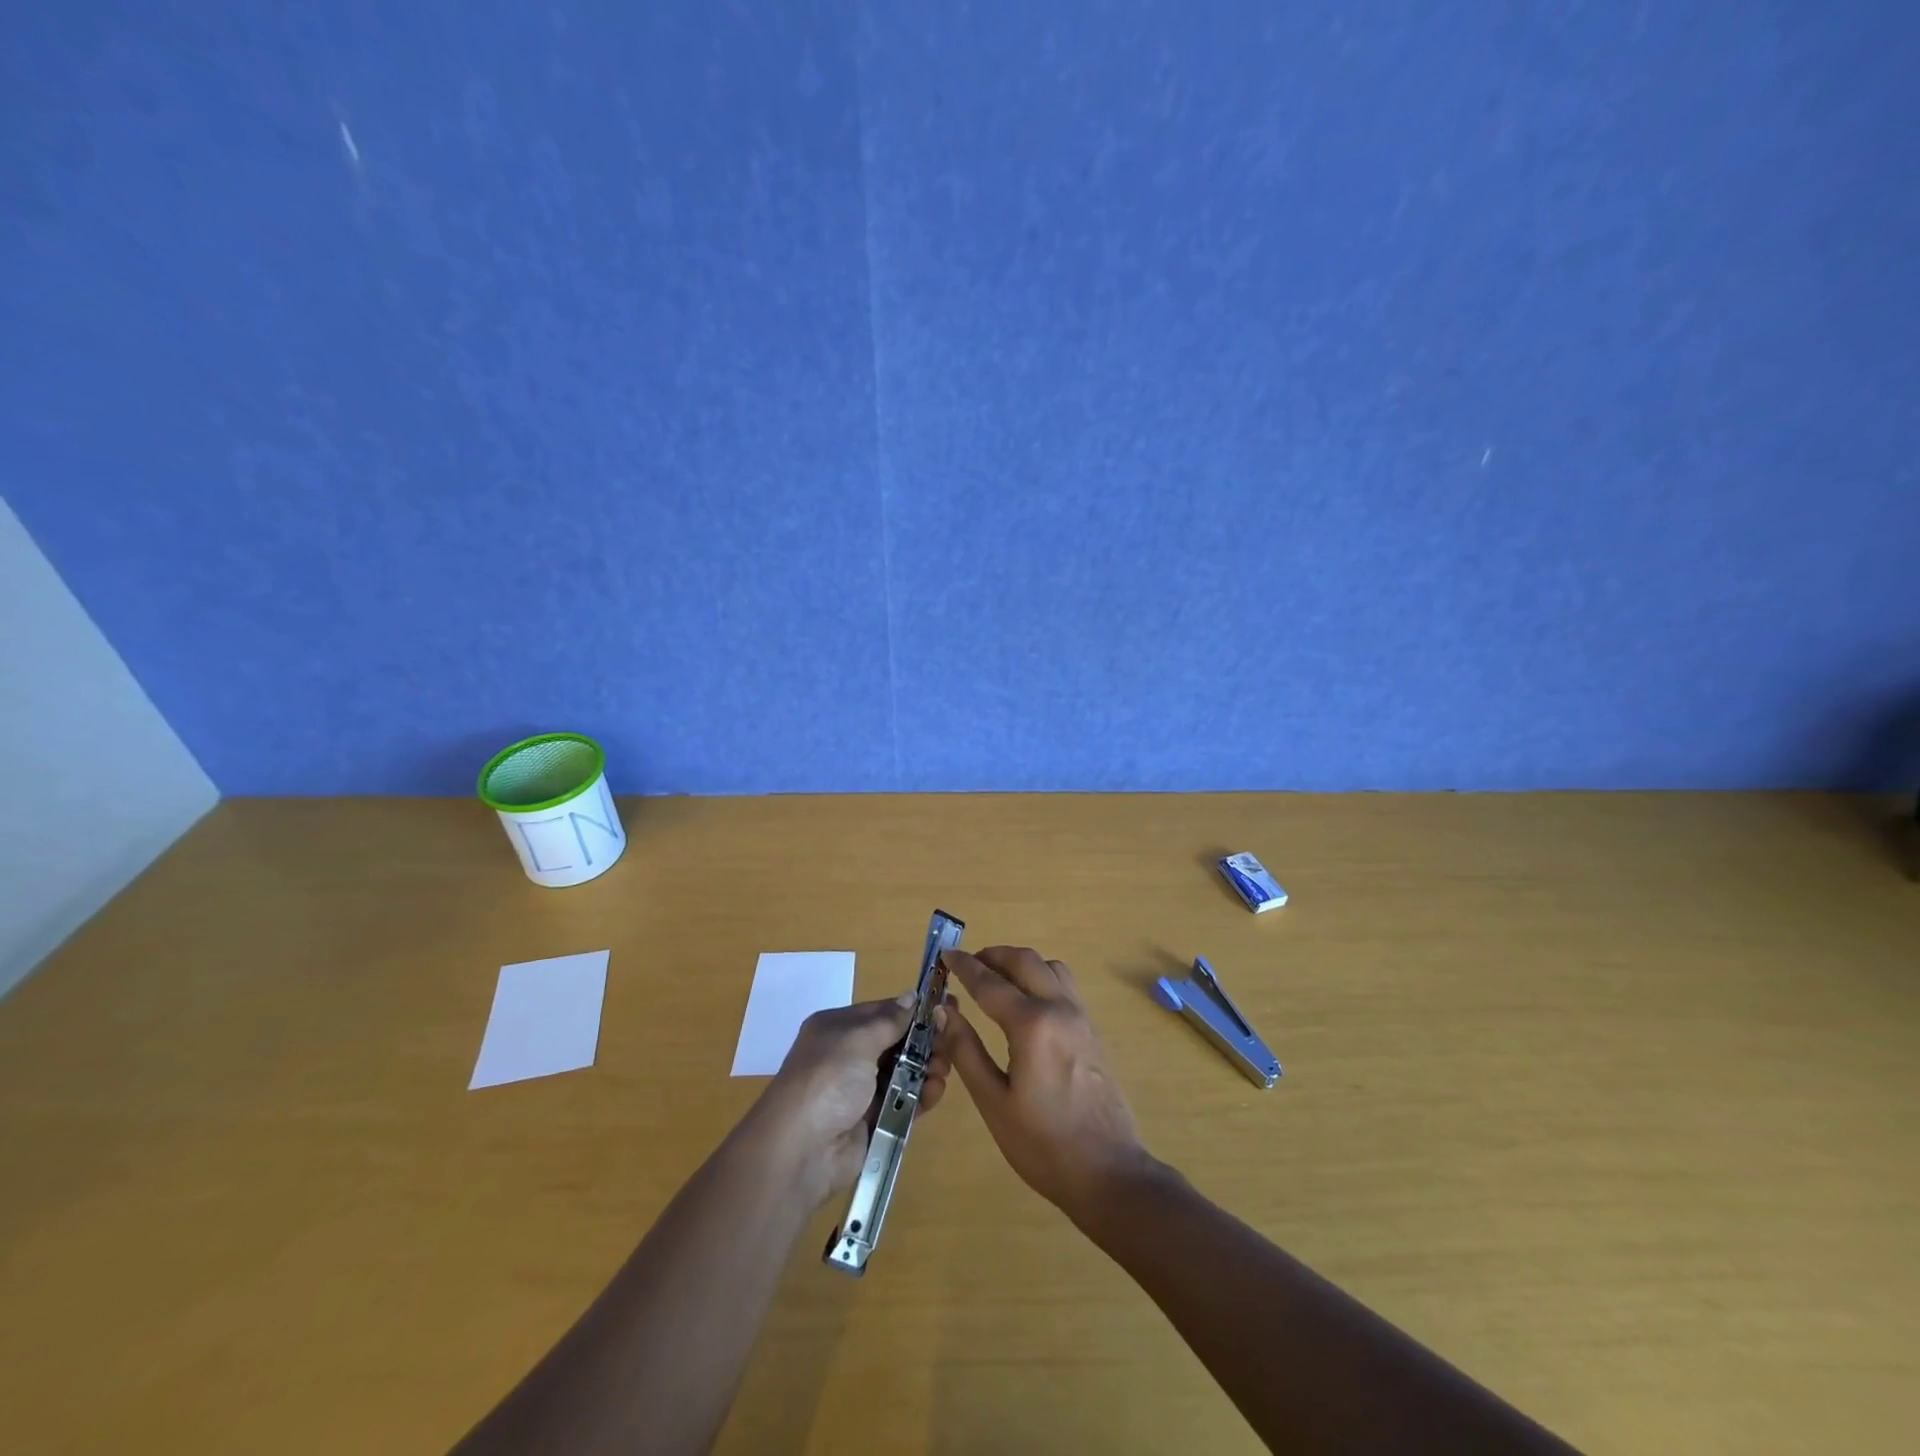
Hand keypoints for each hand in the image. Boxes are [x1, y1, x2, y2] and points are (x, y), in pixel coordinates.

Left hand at [746, 993, 951, 1208]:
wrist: (801, 1150)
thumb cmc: (827, 1079)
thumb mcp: (857, 1038)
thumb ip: (890, 1020)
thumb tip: (911, 996)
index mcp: (838, 1028)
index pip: (882, 1012)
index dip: (913, 1010)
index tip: (945, 1007)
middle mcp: (849, 1056)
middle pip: (896, 1042)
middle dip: (924, 1041)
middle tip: (952, 1039)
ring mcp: (860, 1091)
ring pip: (904, 1072)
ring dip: (927, 1068)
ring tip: (944, 1068)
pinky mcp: (873, 1122)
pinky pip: (903, 1102)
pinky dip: (922, 1095)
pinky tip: (936, 1090)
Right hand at [940, 946, 1155, 1221]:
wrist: (1109, 1173)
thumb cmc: (1043, 1144)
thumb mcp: (994, 1102)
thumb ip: (966, 1050)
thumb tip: (944, 1010)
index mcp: (1032, 1024)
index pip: (990, 982)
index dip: (964, 966)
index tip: (945, 955)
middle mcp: (1059, 1008)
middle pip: (1024, 960)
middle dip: (992, 955)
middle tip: (967, 965)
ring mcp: (1081, 1016)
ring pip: (1049, 966)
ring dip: (1019, 963)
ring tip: (995, 979)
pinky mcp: (1092, 1029)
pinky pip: (1064, 984)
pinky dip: (1040, 977)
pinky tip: (1025, 1002)